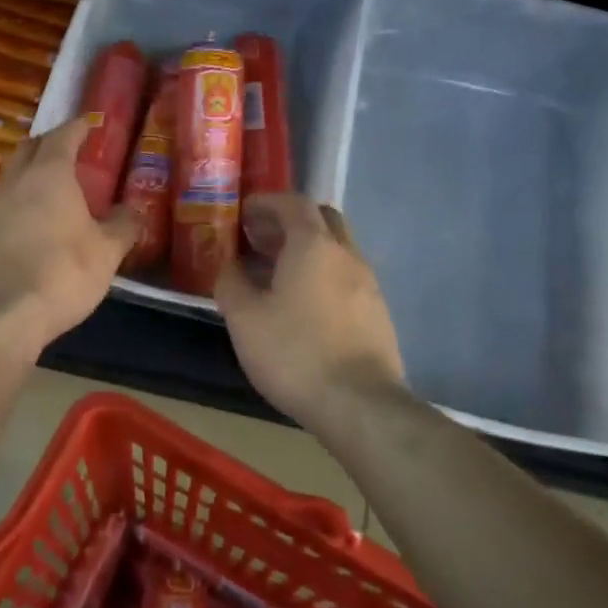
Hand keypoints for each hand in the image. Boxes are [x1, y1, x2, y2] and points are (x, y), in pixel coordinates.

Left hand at [0, 118, 138, 356]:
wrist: (2, 315)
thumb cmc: (62, 273)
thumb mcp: (106, 252)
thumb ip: (123, 226)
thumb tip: (135, 210)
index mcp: (49, 173)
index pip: (63, 136)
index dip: (78, 127)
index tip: (90, 124)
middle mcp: (16, 181)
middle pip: (30, 148)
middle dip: (50, 143)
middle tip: (72, 151)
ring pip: (13, 175)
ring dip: (32, 172)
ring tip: (54, 187)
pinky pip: (4, 203)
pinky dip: (21, 200)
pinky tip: (34, 220)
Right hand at [215, 193, 407, 425]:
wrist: (360, 405)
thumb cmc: (295, 353)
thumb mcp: (244, 318)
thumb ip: (231, 282)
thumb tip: (229, 265)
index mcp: (313, 246)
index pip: (293, 203)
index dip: (267, 202)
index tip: (243, 212)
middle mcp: (346, 254)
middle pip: (321, 219)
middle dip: (290, 222)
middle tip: (260, 239)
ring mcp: (368, 284)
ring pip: (336, 250)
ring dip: (307, 250)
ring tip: (275, 274)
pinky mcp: (377, 313)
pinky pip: (346, 277)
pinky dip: (322, 275)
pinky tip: (302, 305)